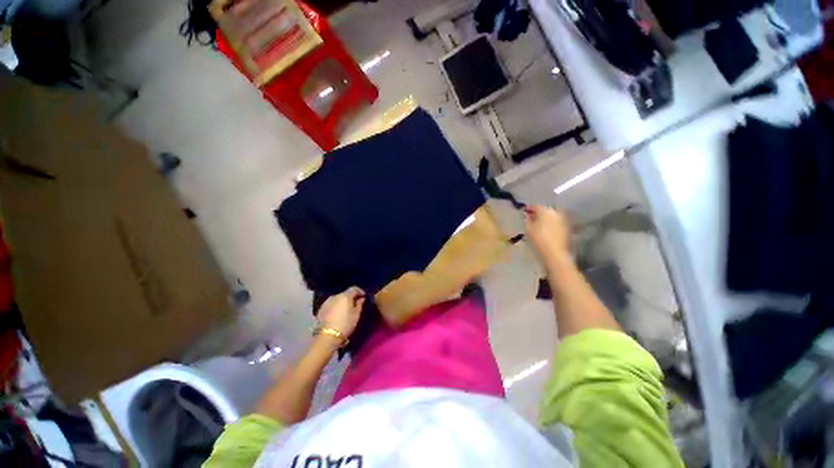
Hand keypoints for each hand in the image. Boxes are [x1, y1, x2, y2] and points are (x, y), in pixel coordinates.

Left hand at [317, 287, 365, 337]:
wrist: (327, 336)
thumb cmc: (345, 324)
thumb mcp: (356, 314)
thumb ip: (359, 304)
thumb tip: (361, 298)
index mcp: (345, 296)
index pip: (354, 288)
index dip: (360, 291)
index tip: (363, 296)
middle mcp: (335, 296)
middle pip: (345, 293)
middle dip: (351, 297)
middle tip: (355, 304)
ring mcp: (327, 302)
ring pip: (337, 299)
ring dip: (342, 302)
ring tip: (345, 309)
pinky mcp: (321, 309)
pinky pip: (331, 304)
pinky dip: (335, 306)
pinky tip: (337, 313)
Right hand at [524, 205, 571, 262]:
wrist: (555, 253)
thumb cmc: (538, 239)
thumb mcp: (528, 229)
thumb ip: (527, 219)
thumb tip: (526, 214)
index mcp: (545, 211)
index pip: (535, 206)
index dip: (529, 208)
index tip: (524, 211)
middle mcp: (556, 212)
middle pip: (545, 210)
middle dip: (538, 213)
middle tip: (530, 218)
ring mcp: (563, 220)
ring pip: (551, 216)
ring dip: (545, 219)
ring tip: (538, 225)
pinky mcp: (567, 228)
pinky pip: (556, 223)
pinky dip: (551, 224)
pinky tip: (546, 230)